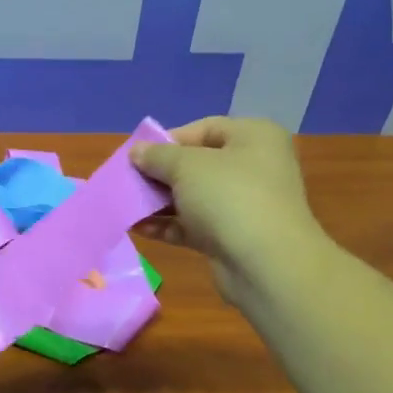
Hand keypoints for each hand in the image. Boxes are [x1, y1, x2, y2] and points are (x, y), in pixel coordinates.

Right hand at [132, 116, 329, 305]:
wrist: (265, 264)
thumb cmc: (229, 197)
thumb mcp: (186, 166)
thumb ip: (157, 156)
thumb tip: (137, 151)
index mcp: (254, 137)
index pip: (204, 129)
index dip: (168, 140)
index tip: (138, 156)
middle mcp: (253, 167)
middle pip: (196, 164)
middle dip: (160, 174)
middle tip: (129, 182)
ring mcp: (244, 204)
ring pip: (193, 197)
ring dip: (159, 202)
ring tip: (127, 206)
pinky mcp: (232, 237)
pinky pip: (193, 225)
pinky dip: (168, 225)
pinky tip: (139, 228)